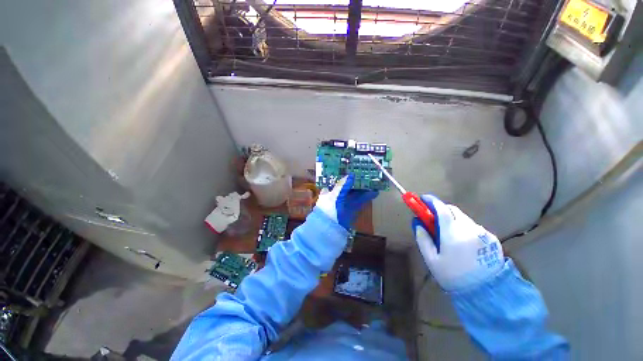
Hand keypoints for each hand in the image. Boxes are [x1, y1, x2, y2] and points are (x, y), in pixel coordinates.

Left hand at [316, 174, 378, 229]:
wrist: (328, 231)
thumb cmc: (328, 210)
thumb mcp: (333, 196)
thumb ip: (342, 186)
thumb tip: (350, 175)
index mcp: (329, 191)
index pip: (337, 180)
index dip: (345, 175)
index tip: (353, 169)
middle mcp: (336, 195)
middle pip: (347, 186)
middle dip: (356, 181)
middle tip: (366, 174)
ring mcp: (344, 203)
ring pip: (354, 193)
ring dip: (363, 188)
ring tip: (373, 181)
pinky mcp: (351, 210)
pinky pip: (359, 201)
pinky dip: (366, 197)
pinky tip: (374, 192)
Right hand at [413, 195, 503, 291]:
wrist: (486, 293)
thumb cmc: (453, 276)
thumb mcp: (431, 260)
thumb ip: (423, 239)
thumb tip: (418, 223)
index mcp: (453, 235)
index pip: (442, 210)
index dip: (431, 201)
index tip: (423, 199)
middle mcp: (470, 229)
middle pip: (453, 210)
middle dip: (441, 210)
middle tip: (433, 219)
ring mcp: (483, 233)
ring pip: (463, 218)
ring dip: (452, 220)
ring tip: (448, 235)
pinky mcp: (491, 238)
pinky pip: (473, 226)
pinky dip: (463, 227)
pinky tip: (462, 242)